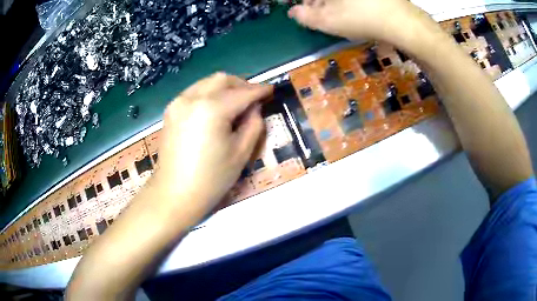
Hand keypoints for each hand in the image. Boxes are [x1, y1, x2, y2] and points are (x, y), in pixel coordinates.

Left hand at [153, 72, 272, 218]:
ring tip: (235, 104)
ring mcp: (178, 102)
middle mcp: (192, 98)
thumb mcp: (241, 153)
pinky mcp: (171, 110)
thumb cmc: (211, 179)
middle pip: (222, 79)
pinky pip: (194, 92)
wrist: (174, 194)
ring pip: (207, 83)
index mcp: (211, 109)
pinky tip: (215, 110)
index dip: (260, 90)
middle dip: (241, 85)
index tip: (271, 89)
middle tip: (253, 99)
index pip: (242, 93)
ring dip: (224, 88)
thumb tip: (254, 108)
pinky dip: (209, 94)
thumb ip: (253, 124)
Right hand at [288, 0, 433, 46]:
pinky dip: (350, 4)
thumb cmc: (361, 19)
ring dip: (335, 3)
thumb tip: (293, 12)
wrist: (402, 22)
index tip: (307, 13)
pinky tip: (356, 12)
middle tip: (325, 16)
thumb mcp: (328, 21)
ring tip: (341, 16)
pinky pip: (355, 1)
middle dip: (320, 3)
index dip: (305, 5)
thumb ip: (305, 16)